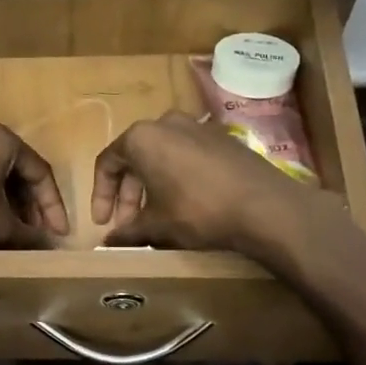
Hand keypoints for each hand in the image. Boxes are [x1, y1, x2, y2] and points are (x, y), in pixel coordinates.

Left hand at [0, 119, 68, 256]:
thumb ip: (28, 233)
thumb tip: (48, 244)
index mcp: (0, 139)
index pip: (40, 172)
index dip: (52, 207)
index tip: (58, 234)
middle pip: (14, 168)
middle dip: (28, 203)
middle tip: (36, 231)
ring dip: (4, 198)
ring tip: (10, 227)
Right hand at [91, 112, 324, 256]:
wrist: (265, 206)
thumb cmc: (197, 210)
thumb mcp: (157, 225)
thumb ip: (128, 231)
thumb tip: (108, 242)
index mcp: (142, 137)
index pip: (108, 163)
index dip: (101, 195)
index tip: (103, 222)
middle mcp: (167, 123)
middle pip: (135, 158)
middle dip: (128, 195)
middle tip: (128, 225)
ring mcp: (198, 127)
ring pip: (162, 157)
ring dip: (152, 188)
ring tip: (155, 219)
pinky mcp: (223, 138)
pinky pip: (187, 157)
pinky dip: (176, 179)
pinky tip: (183, 205)